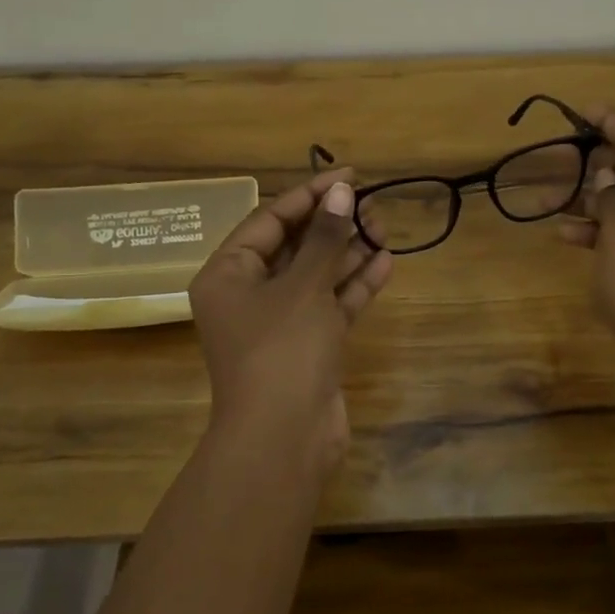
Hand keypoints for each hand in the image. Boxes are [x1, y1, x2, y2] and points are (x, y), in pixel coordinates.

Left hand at [188, 167, 393, 471]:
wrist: (284, 439)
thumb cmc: (282, 351)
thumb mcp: (303, 287)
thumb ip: (325, 238)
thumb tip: (341, 191)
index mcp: (228, 274)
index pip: (270, 220)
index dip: (309, 195)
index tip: (348, 175)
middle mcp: (250, 295)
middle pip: (295, 246)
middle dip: (333, 225)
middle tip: (372, 207)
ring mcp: (281, 323)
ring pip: (317, 276)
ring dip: (348, 252)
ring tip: (385, 229)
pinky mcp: (309, 346)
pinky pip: (332, 305)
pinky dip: (355, 285)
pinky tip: (386, 262)